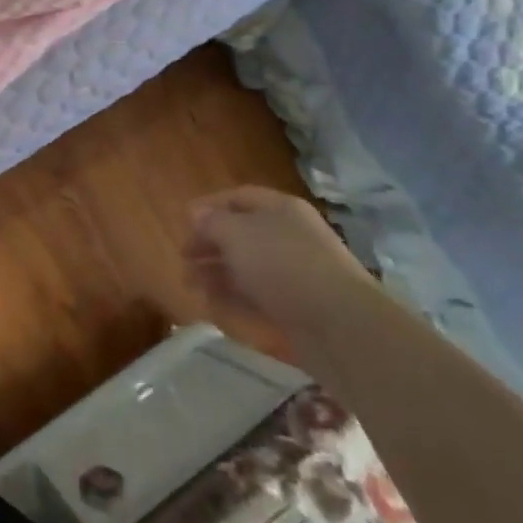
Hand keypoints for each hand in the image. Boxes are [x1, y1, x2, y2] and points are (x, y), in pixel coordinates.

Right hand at [183, 187, 369, 338]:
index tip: (183, 221)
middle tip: (183, 259)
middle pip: (241, 234)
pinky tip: (212, 305)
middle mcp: (289, 236)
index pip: (239, 197)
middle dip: (209, 244)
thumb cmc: (283, 265)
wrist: (339, 325)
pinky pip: (258, 297)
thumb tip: (197, 214)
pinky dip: (234, 299)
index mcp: (280, 209)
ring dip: (216, 274)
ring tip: (190, 285)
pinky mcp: (297, 308)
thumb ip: (211, 222)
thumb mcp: (236, 233)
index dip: (209, 206)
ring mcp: (295, 274)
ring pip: (247, 267)